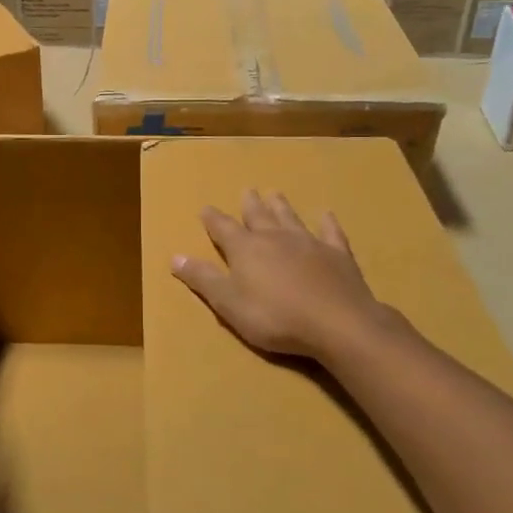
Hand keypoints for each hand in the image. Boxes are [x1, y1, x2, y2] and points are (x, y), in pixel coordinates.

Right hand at [171, 192, 391, 362]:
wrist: (337, 323)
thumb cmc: (274, 317)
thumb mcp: (228, 303)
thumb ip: (203, 279)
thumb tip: (175, 256)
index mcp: (245, 249)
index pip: (223, 229)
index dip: (213, 219)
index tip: (205, 208)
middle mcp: (274, 238)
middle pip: (258, 216)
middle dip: (249, 204)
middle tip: (247, 190)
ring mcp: (308, 243)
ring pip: (290, 218)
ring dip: (280, 206)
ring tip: (274, 193)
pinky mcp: (337, 255)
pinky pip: (330, 232)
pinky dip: (326, 222)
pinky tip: (326, 214)